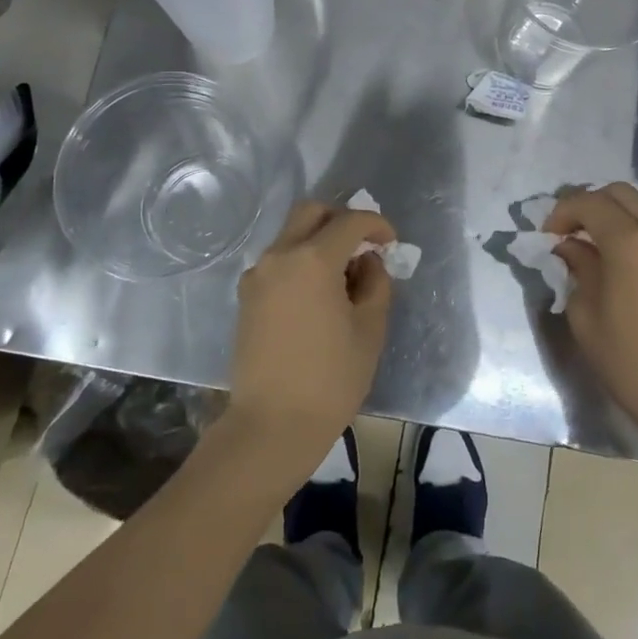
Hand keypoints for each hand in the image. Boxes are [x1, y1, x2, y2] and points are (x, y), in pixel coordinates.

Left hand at [227, 201, 394, 471]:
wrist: (271, 427)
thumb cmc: (330, 380)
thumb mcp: (369, 330)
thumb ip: (375, 284)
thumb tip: (367, 262)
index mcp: (313, 259)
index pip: (350, 221)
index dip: (376, 225)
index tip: (391, 242)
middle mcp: (280, 255)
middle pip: (311, 212)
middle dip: (340, 219)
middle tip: (362, 245)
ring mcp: (258, 275)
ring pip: (291, 234)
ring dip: (319, 240)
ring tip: (342, 276)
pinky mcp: (246, 296)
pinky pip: (278, 260)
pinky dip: (300, 261)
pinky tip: (317, 294)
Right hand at [544, 184, 637, 447]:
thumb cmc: (631, 361)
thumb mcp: (587, 316)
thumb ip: (577, 270)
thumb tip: (571, 248)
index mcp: (629, 242)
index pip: (589, 203)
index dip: (563, 211)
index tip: (548, 236)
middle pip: (621, 193)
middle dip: (591, 204)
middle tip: (572, 231)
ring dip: (618, 213)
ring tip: (599, 243)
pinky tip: (628, 261)